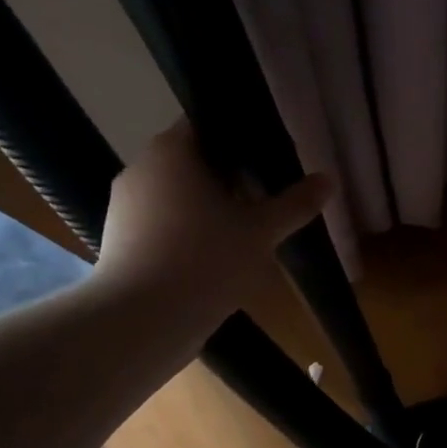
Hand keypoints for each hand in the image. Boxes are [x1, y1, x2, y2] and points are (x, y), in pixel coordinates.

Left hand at [94, 120, 331, 326]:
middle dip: (227, 181)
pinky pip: (159, 227)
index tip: (267, 166)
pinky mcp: (118, 243)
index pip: (206, 126)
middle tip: (262, 204)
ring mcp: (123, 207)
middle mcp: (140, 169)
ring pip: (175, 198)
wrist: (142, 321)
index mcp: (171, 151)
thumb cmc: (205, 261)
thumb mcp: (260, 232)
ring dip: (206, 211)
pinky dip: (184, 236)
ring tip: (239, 238)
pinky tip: (210, 262)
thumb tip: (328, 180)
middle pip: (191, 163)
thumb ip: (294, 204)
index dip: (240, 141)